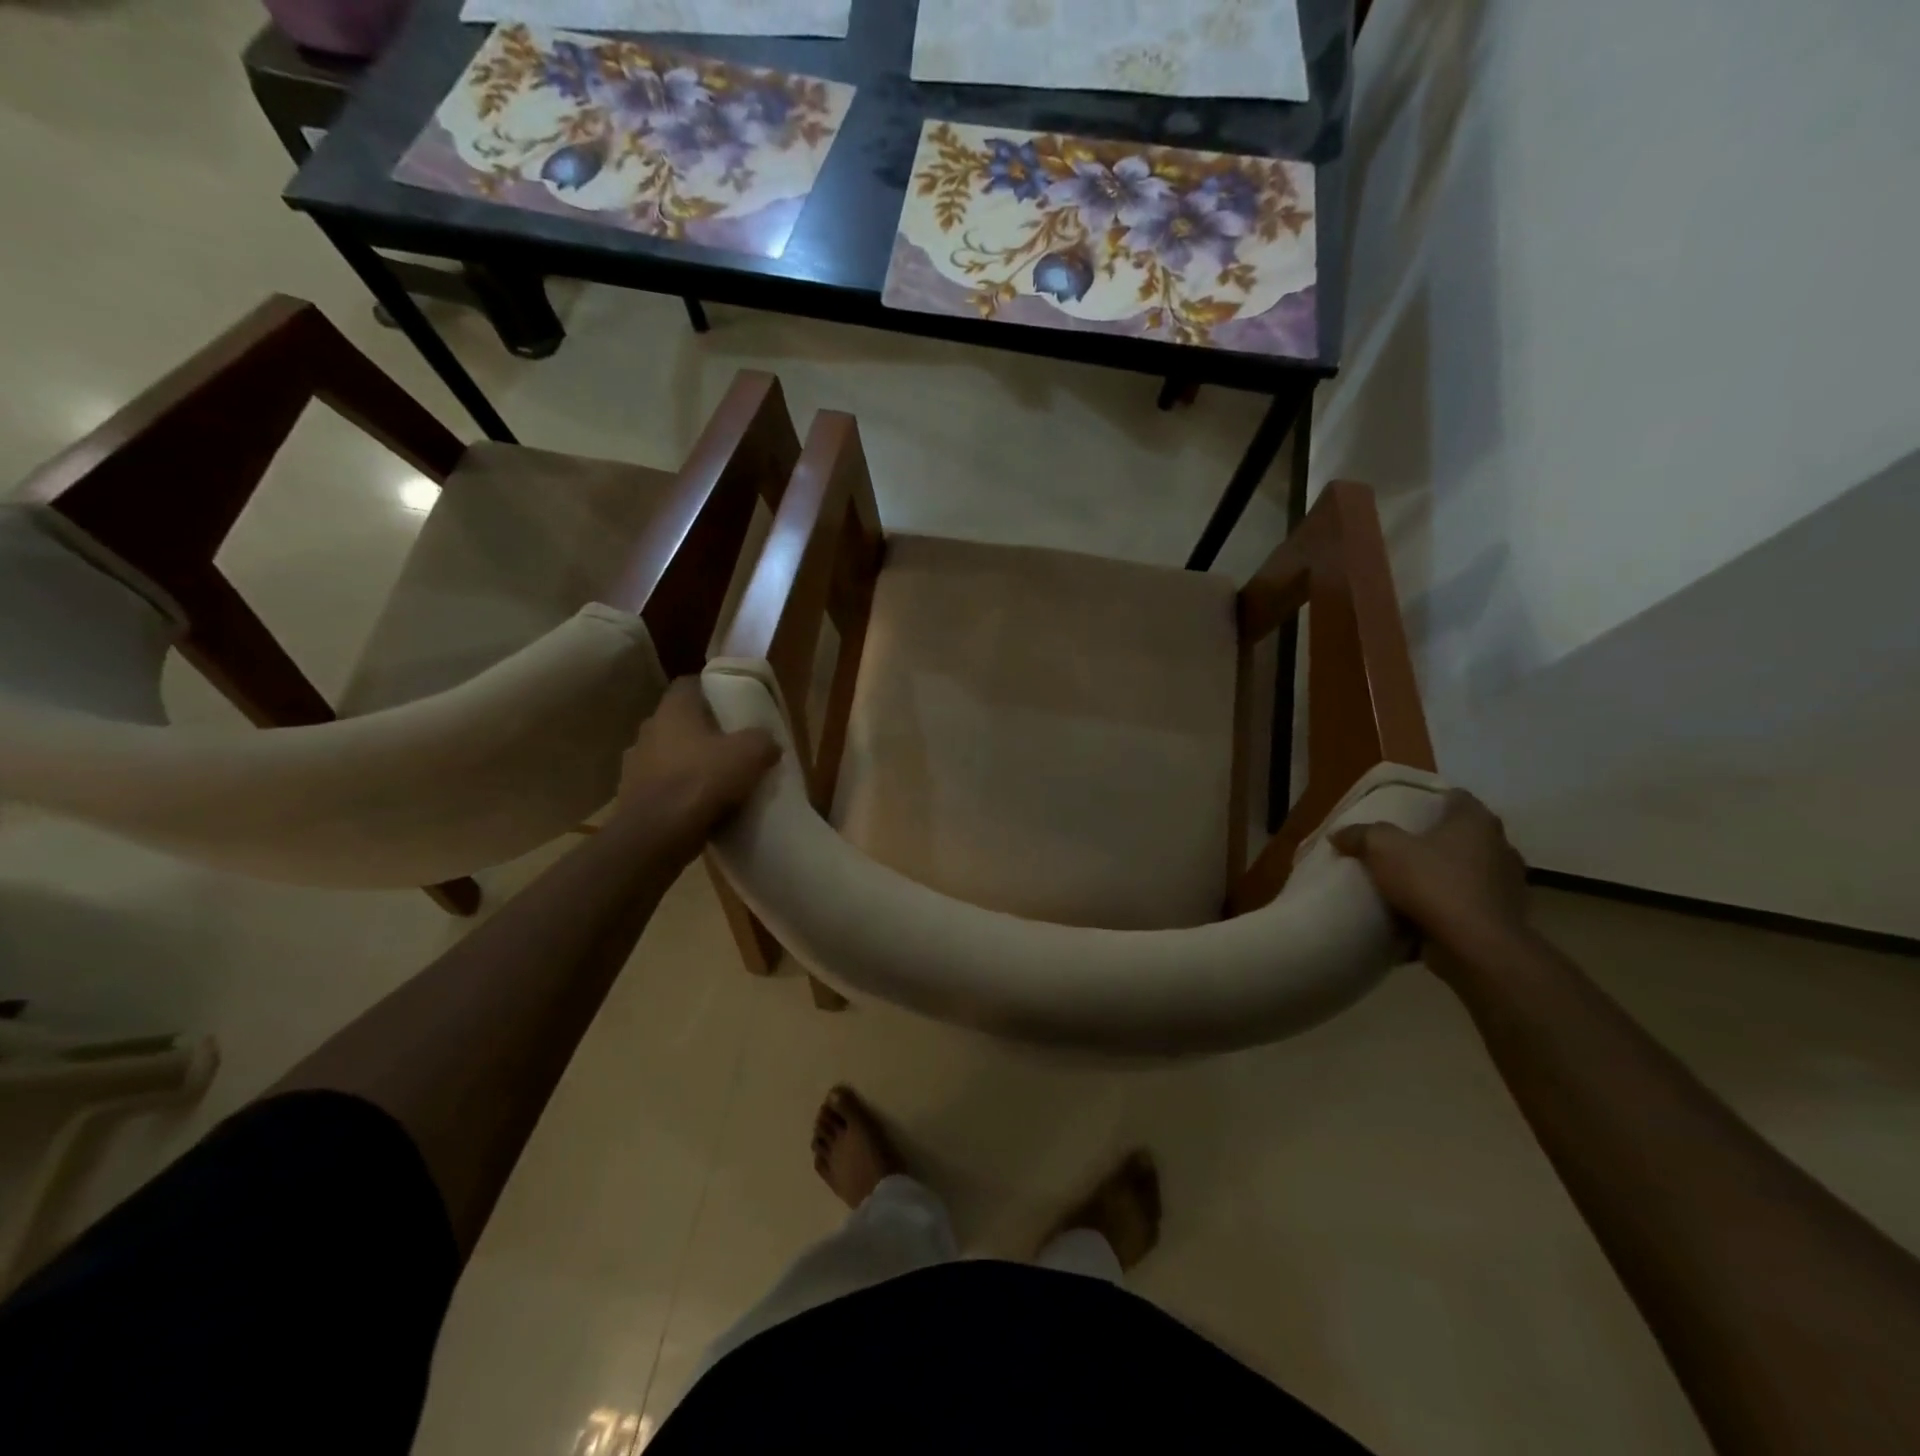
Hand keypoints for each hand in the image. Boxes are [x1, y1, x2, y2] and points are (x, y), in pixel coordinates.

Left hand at [616, 678, 779, 843]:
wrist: (656, 836)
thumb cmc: (702, 781)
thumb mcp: (750, 754)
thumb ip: (763, 740)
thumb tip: (769, 743)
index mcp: (673, 710)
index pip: (689, 684)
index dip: (712, 690)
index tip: (733, 703)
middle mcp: (648, 730)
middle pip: (680, 721)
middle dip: (704, 730)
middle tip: (733, 743)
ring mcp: (635, 765)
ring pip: (670, 755)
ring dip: (690, 763)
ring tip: (719, 779)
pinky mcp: (632, 797)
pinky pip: (663, 786)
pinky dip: (680, 792)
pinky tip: (702, 806)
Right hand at [1331, 791, 1531, 972]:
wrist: (1476, 946)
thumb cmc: (1433, 883)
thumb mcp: (1382, 848)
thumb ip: (1361, 835)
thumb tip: (1340, 834)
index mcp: (1476, 821)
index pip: (1455, 796)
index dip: (1429, 800)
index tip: (1403, 810)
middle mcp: (1500, 846)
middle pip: (1462, 834)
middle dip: (1434, 838)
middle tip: (1400, 845)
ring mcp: (1506, 883)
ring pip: (1468, 869)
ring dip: (1443, 873)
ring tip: (1409, 882)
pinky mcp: (1503, 916)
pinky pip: (1469, 901)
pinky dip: (1449, 904)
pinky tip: (1423, 912)